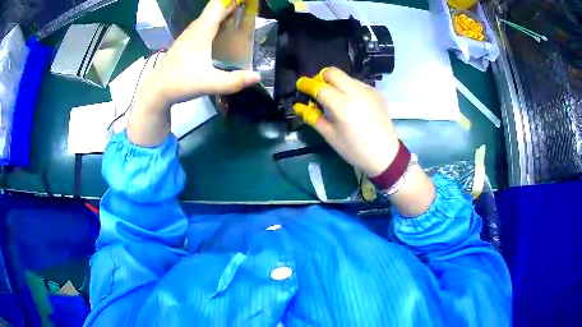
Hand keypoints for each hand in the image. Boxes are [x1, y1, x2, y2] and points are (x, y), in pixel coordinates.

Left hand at [128, 0, 259, 146]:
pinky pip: (204, 25)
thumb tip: (258, 76)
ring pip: (208, 17)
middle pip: (214, 9)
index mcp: (202, 31)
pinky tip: (222, 30)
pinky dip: (216, 21)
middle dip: (231, 5)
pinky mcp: (186, 43)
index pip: (218, 5)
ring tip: (240, 14)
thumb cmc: (180, 83)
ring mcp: (189, 35)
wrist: (155, 91)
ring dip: (223, 12)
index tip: (246, 1)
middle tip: (249, 7)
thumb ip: (233, 81)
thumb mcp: (208, 83)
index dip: (231, 0)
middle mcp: (195, 29)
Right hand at [294, 67, 398, 176]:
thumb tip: (298, 106)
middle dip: (321, 77)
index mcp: (342, 106)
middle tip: (317, 90)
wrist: (385, 155)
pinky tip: (350, 102)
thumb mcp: (330, 136)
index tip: (300, 85)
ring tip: (335, 98)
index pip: (320, 87)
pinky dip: (348, 88)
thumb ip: (313, 117)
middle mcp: (356, 93)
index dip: (307, 85)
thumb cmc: (354, 150)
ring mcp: (368, 90)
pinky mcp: (376, 92)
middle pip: (333, 72)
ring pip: (346, 77)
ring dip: (335, 83)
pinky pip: (357, 83)